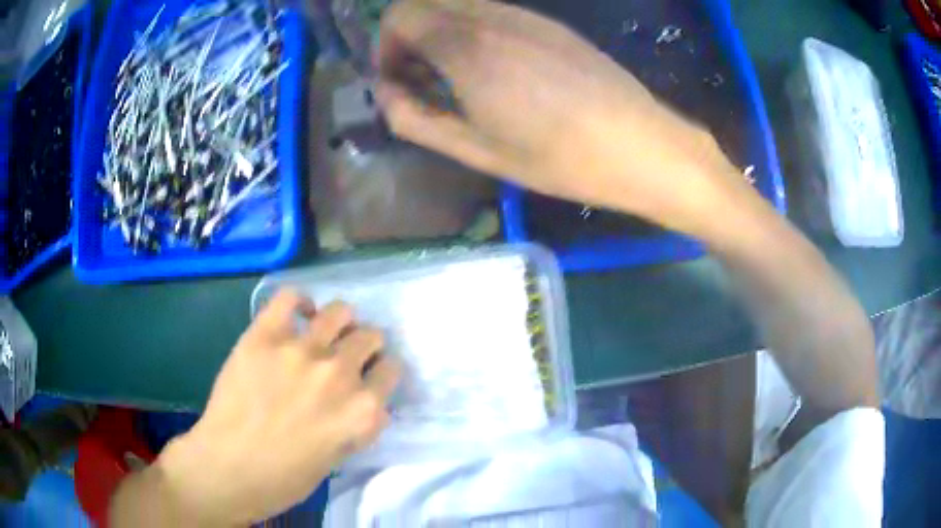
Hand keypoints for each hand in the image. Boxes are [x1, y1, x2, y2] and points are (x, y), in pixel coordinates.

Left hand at [156, 290, 400, 524]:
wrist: (228, 468)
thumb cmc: (285, 478)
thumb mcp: (338, 458)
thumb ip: (355, 422)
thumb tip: (361, 399)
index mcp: (363, 411)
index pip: (391, 370)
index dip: (381, 372)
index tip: (370, 376)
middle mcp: (340, 374)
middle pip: (370, 337)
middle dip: (364, 345)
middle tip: (346, 354)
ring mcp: (302, 350)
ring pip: (340, 311)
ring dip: (339, 321)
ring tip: (325, 331)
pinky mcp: (266, 335)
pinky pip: (291, 297)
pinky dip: (299, 303)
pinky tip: (297, 315)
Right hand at [377, 0, 752, 235]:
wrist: (639, 145)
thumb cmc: (559, 158)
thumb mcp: (477, 150)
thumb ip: (415, 118)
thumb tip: (384, 92)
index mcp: (467, 47)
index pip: (400, 15)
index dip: (385, 46)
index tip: (397, 81)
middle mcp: (492, 17)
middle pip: (426, 2)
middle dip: (408, 36)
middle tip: (421, 79)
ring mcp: (524, 15)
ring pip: (459, 4)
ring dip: (441, 32)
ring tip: (457, 78)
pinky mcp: (548, 23)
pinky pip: (492, 12)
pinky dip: (473, 30)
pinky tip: (495, 68)